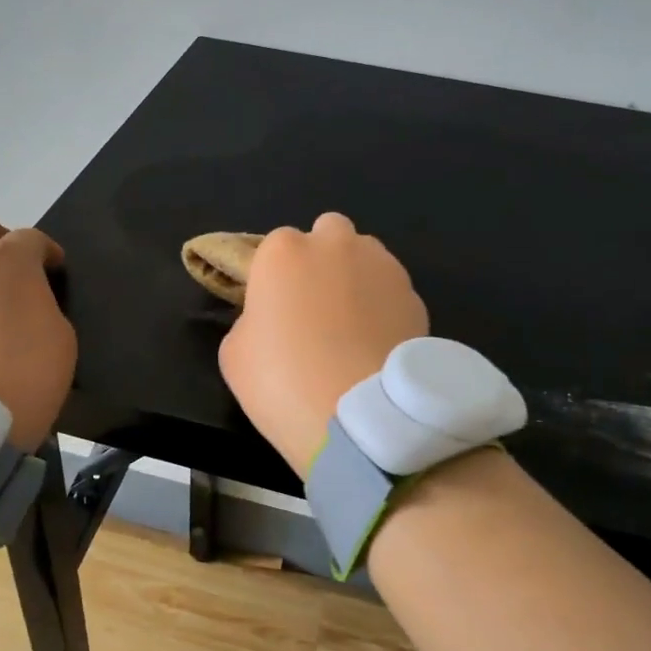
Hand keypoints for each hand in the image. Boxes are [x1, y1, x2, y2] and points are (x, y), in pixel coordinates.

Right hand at [218, 213, 428, 476]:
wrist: (359, 418)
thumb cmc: (282, 382)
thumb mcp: (234, 354)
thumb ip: (251, 321)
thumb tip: (270, 320)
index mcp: (283, 252)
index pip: (275, 245)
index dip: (275, 276)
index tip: (275, 309)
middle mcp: (335, 245)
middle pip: (328, 232)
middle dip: (322, 257)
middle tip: (315, 305)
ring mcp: (382, 267)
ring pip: (366, 256)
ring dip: (357, 276)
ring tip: (353, 326)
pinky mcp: (415, 296)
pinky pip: (392, 291)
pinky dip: (385, 308)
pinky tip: (377, 344)